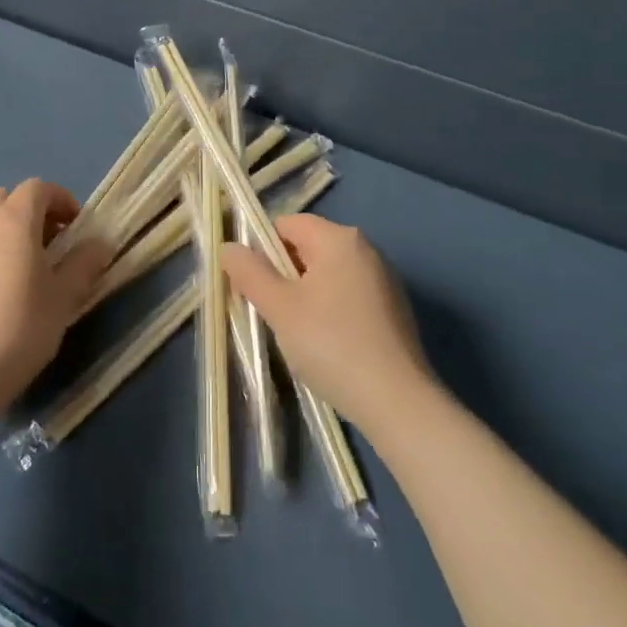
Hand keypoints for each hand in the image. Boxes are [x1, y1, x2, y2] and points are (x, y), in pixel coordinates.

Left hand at [0, 179, 110, 412]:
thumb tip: (100, 244)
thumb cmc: (19, 329)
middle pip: (8, 199)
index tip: (76, 227)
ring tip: (23, 269)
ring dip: (6, 232)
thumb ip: (84, 264)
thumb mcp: (63, 298)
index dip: (61, 200)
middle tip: (51, 244)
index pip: (38, 188)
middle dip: (32, 212)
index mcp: (13, 220)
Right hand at [221, 214, 433, 435]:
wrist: (397, 402)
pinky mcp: (395, 310)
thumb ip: (250, 273)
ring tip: (297, 334)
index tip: (252, 285)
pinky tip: (328, 346)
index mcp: (338, 238)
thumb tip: (229, 247)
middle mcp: (365, 248)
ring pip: (329, 275)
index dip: (262, 250)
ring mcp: (384, 279)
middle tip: (271, 313)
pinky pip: (350, 297)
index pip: (287, 224)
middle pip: (309, 248)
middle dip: (284, 275)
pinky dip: (332, 311)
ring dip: (306, 296)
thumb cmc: (331, 345)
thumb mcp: (280, 308)